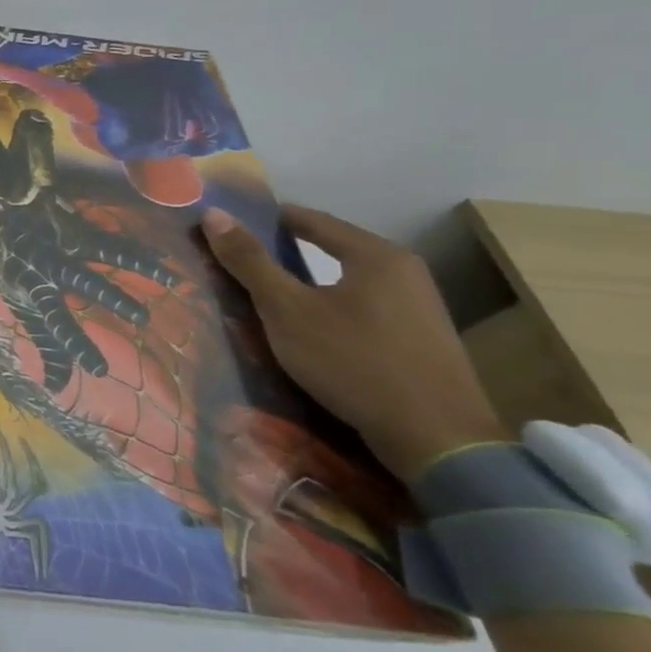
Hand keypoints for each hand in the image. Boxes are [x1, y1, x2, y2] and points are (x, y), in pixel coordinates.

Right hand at [201, 204, 506, 482]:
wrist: (436, 437)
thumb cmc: (353, 360)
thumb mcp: (287, 310)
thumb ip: (250, 262)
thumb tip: (214, 214)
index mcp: (376, 255)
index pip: (310, 220)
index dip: (264, 220)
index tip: (228, 226)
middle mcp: (404, 272)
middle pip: (331, 250)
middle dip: (283, 254)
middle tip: (238, 262)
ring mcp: (418, 308)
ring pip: (345, 282)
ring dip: (305, 285)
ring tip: (265, 297)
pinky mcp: (419, 340)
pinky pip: (361, 308)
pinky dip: (328, 309)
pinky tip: (307, 329)